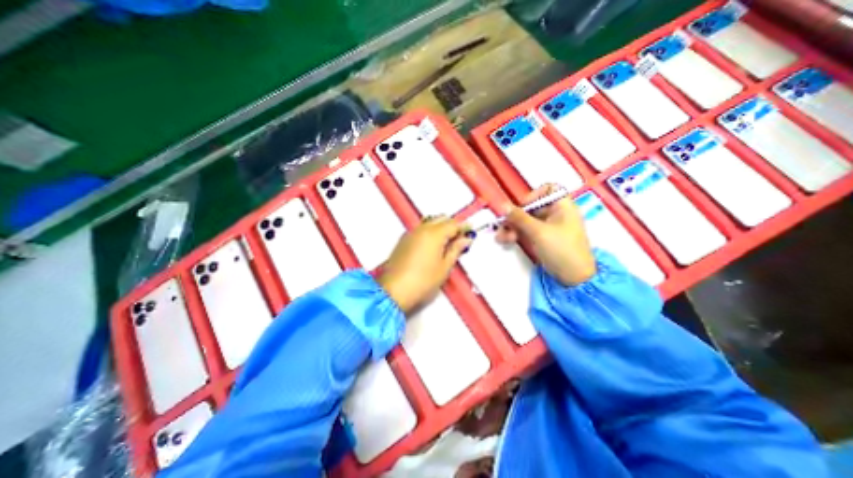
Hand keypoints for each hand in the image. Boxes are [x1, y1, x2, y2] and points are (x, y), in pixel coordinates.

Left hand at [380, 215, 472, 312]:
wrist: (394, 290)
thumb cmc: (423, 281)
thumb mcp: (444, 267)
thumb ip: (455, 250)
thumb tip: (465, 239)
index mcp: (434, 234)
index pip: (453, 224)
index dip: (463, 227)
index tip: (470, 232)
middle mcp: (422, 229)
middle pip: (441, 219)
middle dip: (452, 225)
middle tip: (459, 237)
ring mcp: (411, 233)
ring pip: (429, 222)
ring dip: (440, 227)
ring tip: (446, 242)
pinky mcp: (403, 240)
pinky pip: (420, 229)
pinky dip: (429, 231)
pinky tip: (432, 244)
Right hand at [497, 185, 594, 285]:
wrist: (574, 278)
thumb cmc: (561, 249)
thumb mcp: (538, 232)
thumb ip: (519, 218)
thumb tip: (502, 205)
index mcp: (562, 206)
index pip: (548, 189)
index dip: (534, 195)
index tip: (523, 206)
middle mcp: (555, 214)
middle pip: (531, 207)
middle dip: (515, 217)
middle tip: (503, 225)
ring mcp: (548, 227)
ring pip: (526, 220)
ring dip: (512, 227)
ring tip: (501, 237)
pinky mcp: (542, 239)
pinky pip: (526, 231)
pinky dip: (516, 234)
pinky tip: (505, 240)